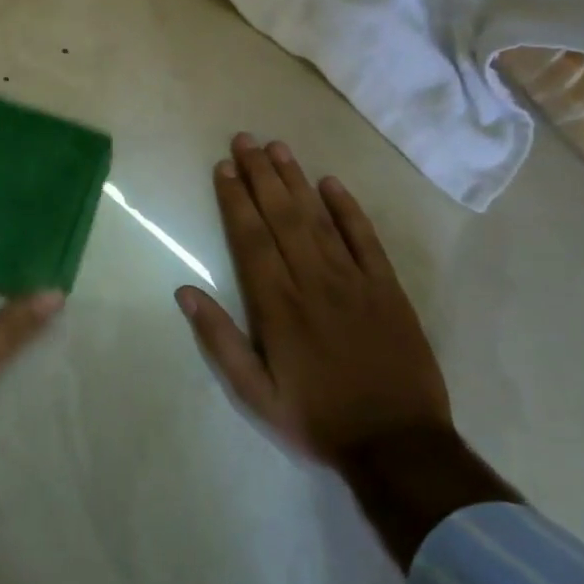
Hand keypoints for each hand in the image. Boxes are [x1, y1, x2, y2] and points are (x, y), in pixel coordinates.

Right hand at [176, 133, 450, 466]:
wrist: (398, 444)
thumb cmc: (316, 418)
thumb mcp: (255, 393)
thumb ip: (219, 340)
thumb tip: (185, 291)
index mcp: (277, 306)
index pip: (250, 239)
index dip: (235, 200)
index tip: (223, 167)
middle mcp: (313, 282)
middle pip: (282, 217)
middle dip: (260, 175)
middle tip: (245, 139)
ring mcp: (354, 281)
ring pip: (319, 219)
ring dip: (296, 181)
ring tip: (278, 148)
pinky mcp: (387, 288)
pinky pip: (366, 239)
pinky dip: (348, 209)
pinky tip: (332, 183)